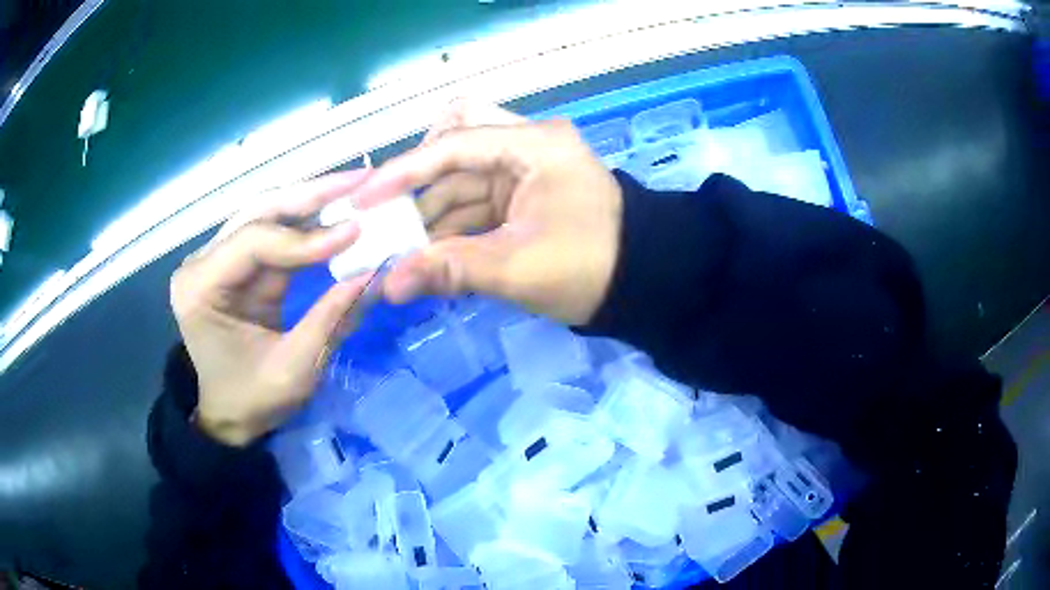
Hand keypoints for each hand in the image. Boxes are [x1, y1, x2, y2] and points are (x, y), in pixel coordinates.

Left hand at [171, 172, 373, 446]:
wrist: (230, 417)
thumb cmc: (252, 401)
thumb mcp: (294, 370)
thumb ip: (331, 320)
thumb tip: (375, 275)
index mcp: (200, 288)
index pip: (254, 242)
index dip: (306, 237)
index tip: (356, 234)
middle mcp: (202, 262)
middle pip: (258, 212)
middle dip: (311, 195)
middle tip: (362, 179)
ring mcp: (219, 259)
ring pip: (267, 214)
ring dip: (312, 201)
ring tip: (356, 187)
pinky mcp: (238, 264)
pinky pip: (275, 235)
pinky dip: (308, 225)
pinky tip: (337, 213)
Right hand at [351, 102, 622, 324]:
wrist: (643, 286)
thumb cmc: (590, 269)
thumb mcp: (517, 268)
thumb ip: (449, 270)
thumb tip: (388, 286)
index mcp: (534, 146)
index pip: (454, 145)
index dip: (403, 172)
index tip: (364, 199)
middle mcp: (527, 146)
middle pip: (456, 142)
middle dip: (418, 180)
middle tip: (388, 215)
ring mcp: (526, 169)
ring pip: (462, 176)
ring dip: (431, 210)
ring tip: (400, 247)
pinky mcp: (525, 195)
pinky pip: (477, 200)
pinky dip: (452, 224)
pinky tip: (429, 252)